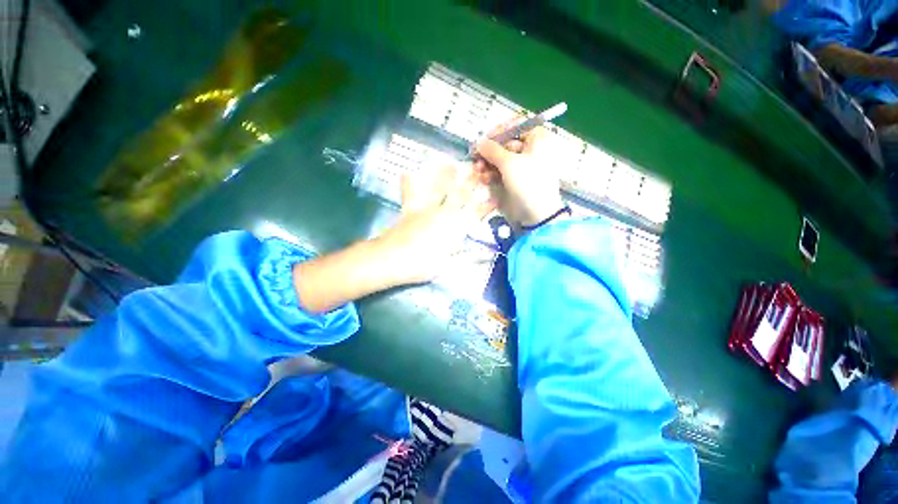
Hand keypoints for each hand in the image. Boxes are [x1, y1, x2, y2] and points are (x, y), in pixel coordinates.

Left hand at [293, 165, 492, 313]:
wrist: (391, 259)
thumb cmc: (421, 265)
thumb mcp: (448, 266)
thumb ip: (468, 257)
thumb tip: (487, 254)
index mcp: (454, 228)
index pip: (474, 215)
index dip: (485, 207)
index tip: (495, 198)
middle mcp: (442, 215)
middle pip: (459, 196)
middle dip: (470, 184)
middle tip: (478, 170)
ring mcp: (425, 210)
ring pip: (438, 191)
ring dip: (445, 177)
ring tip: (451, 164)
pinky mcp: (409, 211)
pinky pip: (410, 195)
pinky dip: (409, 185)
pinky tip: (407, 172)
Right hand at [473, 120, 567, 226]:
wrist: (538, 213)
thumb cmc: (528, 183)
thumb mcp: (509, 163)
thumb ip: (492, 150)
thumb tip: (479, 142)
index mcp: (537, 139)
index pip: (516, 125)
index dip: (499, 130)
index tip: (485, 139)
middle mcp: (531, 149)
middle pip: (506, 143)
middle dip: (489, 151)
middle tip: (476, 156)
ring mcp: (523, 165)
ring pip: (502, 158)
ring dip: (488, 163)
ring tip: (478, 170)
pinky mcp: (517, 179)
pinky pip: (502, 171)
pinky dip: (492, 173)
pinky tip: (484, 179)